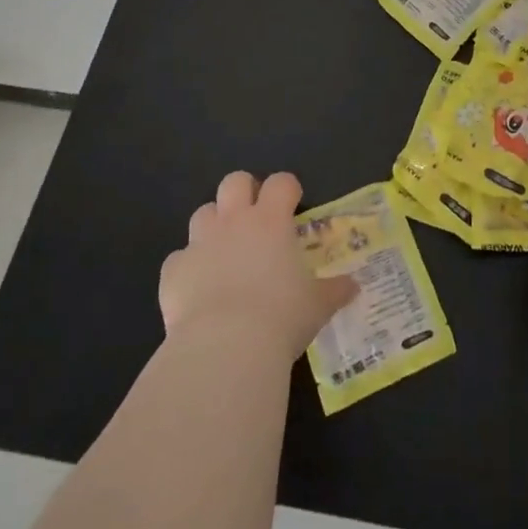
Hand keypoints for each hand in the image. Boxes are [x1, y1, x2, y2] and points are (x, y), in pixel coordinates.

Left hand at [160, 170, 357, 363]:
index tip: (293, 203)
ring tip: (224, 251)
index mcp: (271, 220)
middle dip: (244, 191)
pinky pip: (180, 259)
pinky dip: (189, 268)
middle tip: (255, 216)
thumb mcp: (317, 305)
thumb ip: (335, 291)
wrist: (225, 346)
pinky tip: (198, 290)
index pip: (281, 182)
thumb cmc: (281, 317)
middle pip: (234, 182)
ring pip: (203, 212)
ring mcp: (200, 243)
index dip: (288, 188)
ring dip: (214, 225)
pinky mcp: (174, 270)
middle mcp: (234, 221)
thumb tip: (354, 286)